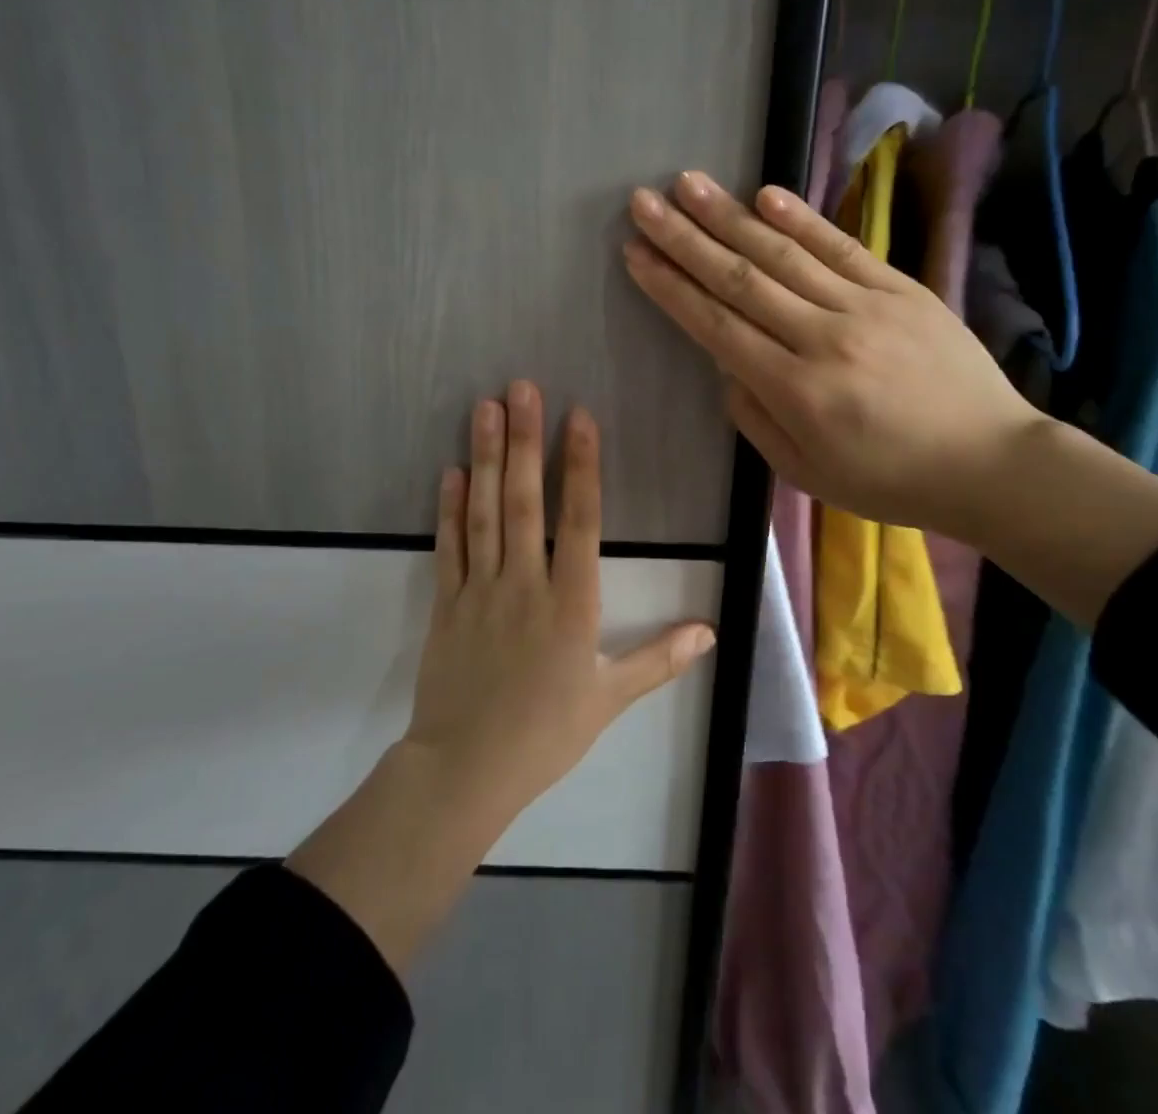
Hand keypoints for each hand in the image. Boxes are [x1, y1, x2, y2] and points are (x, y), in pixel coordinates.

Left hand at [403, 382, 716, 818]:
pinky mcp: (446, 603)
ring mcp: (480, 590)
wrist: (467, 769)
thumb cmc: (547, 733)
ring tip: (485, 408)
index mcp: (571, 603)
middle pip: (525, 502)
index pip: (580, 521)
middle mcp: (525, 583)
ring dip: (485, 458)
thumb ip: (659, 659)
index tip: (577, 418)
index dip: (580, 466)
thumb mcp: (610, 699)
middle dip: (525, 441)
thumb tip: (711, 631)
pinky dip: (449, 507)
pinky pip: (448, 547)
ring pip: (484, 513)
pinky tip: (451, 471)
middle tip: (521, 388)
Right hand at [622, 172, 1042, 537]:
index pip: (717, 326)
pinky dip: (802, 218)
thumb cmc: (891, 481)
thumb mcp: (807, 474)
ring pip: (784, 253)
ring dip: (730, 216)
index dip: (671, 287)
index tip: (635, 254)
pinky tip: (765, 194)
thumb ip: (756, 420)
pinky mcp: (902, 289)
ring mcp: (866, 306)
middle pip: (741, 279)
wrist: (990, 463)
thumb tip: (727, 368)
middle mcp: (824, 337)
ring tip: (688, 183)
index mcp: (796, 391)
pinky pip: (843, 247)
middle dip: (685, 238)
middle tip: (643, 202)